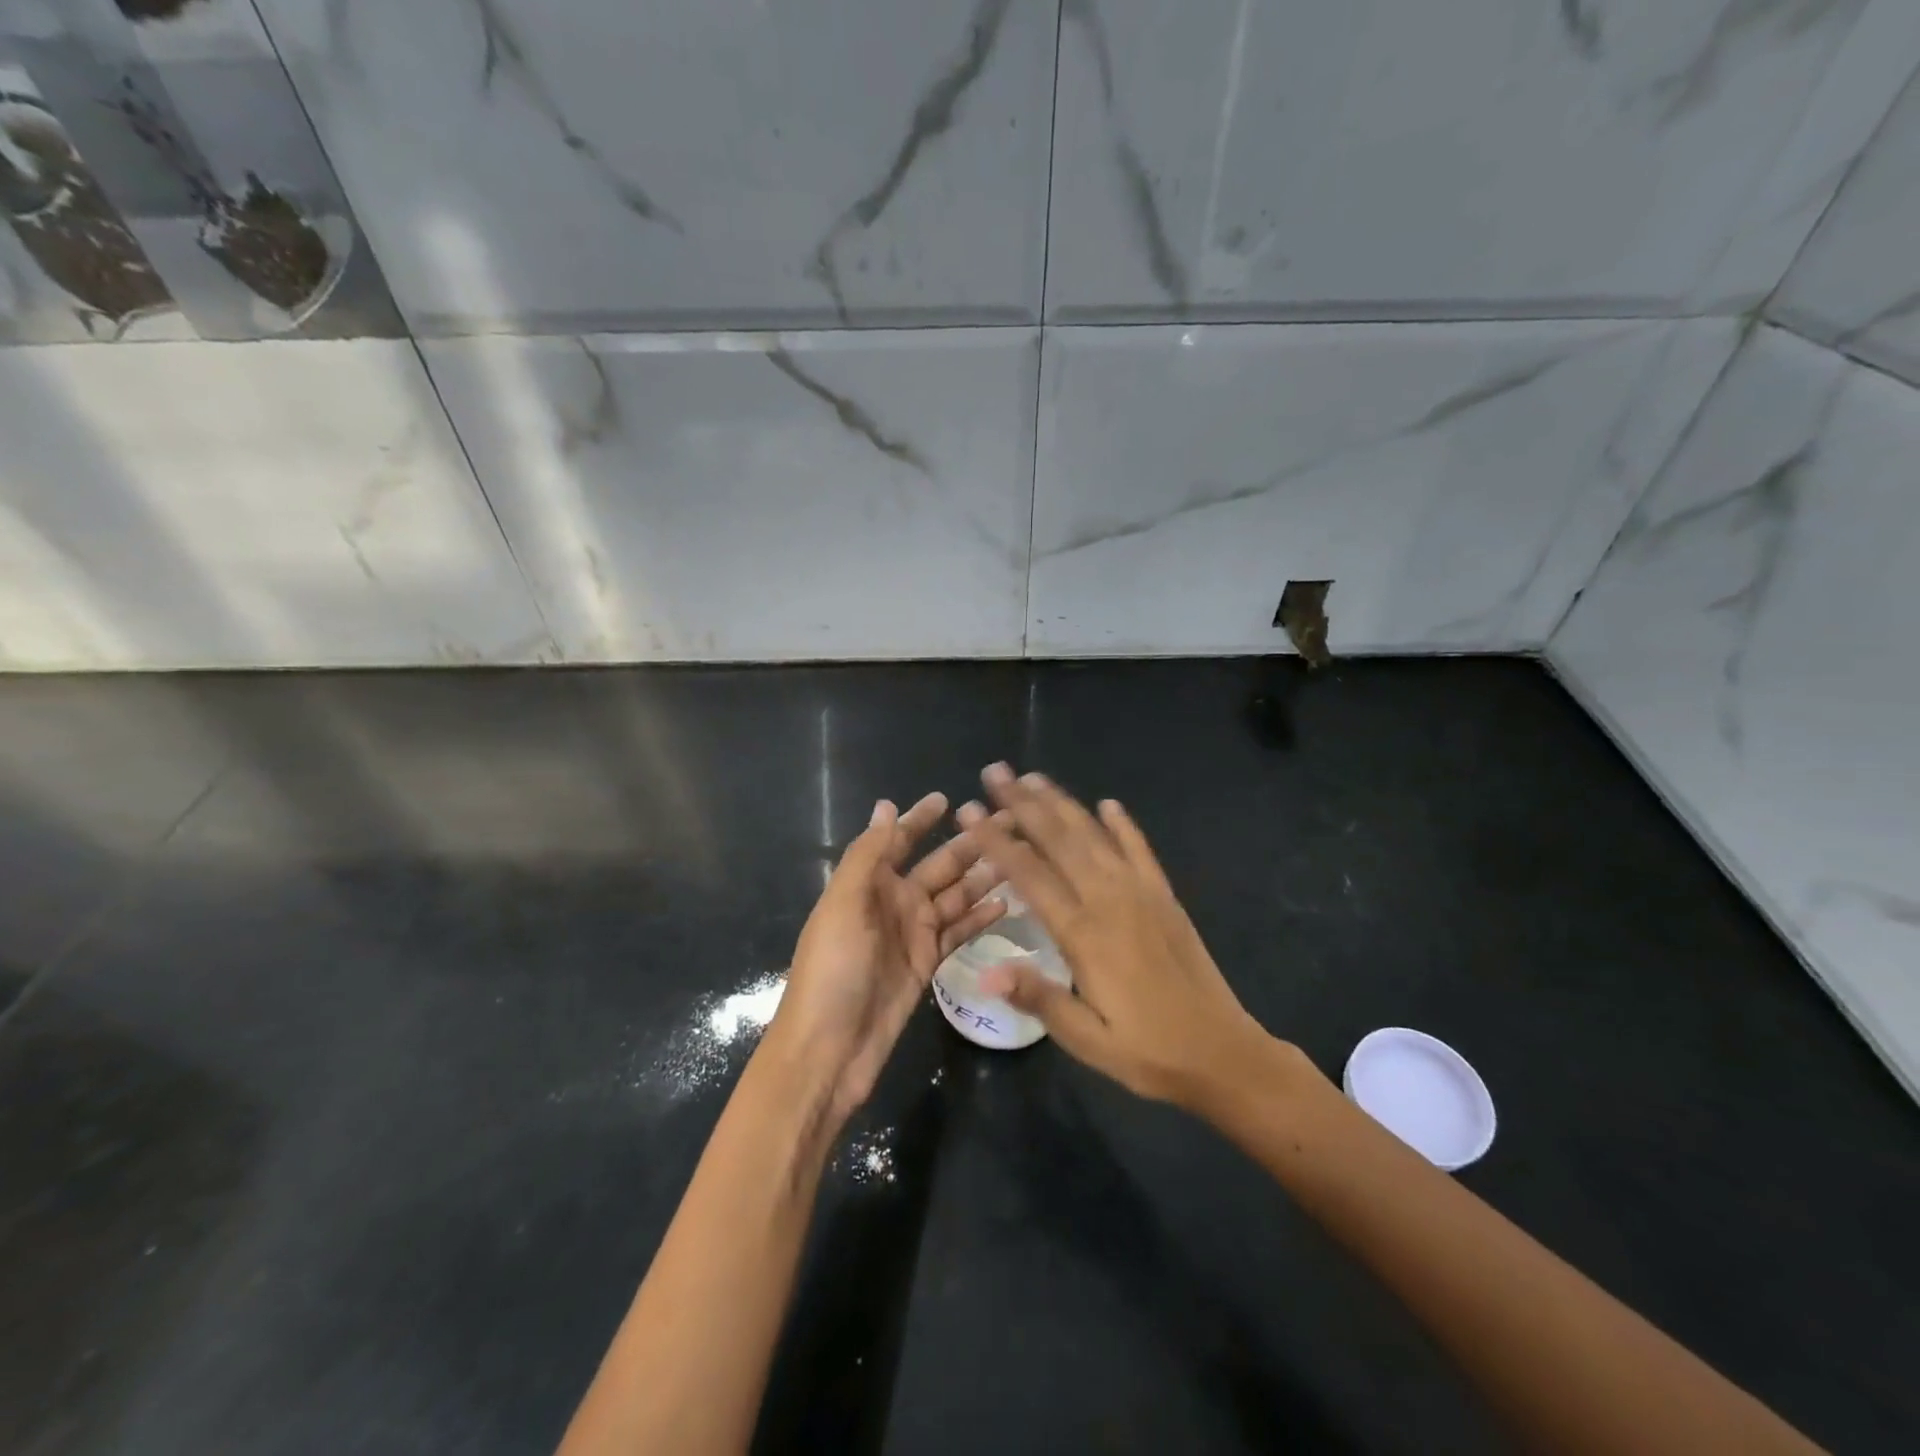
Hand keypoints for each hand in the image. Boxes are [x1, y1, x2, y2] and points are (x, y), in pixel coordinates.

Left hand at [763, 792, 1005, 1120]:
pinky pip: (957, 931)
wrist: (829, 1049)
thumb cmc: (832, 970)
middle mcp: (893, 902)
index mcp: (869, 883)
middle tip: (1008, 822)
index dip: (920, 819)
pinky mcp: (926, 963)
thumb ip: (868, 855)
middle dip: (968, 844)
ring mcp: (912, 933)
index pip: (899, 841)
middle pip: (938, 865)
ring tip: (1019, 858)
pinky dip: (978, 917)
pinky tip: (1006, 903)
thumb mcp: (844, 905)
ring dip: (982, 877)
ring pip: (954, 896)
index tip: (949, 799)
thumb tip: (886, 806)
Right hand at [961, 763, 1284, 1109]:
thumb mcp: (1087, 1039)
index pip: (1029, 874)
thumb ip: (1038, 997)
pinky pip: (1140, 850)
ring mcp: (1141, 893)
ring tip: (1034, 777)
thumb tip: (985, 971)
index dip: (996, 840)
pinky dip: (1123, 825)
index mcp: (1083, 934)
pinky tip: (1108, 804)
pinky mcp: (1165, 897)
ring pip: (1094, 836)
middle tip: (995, 772)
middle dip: (1023, 804)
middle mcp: (1110, 900)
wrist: (1222, 1053)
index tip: (970, 810)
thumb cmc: (1147, 1052)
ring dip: (1062, 803)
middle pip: (1059, 840)